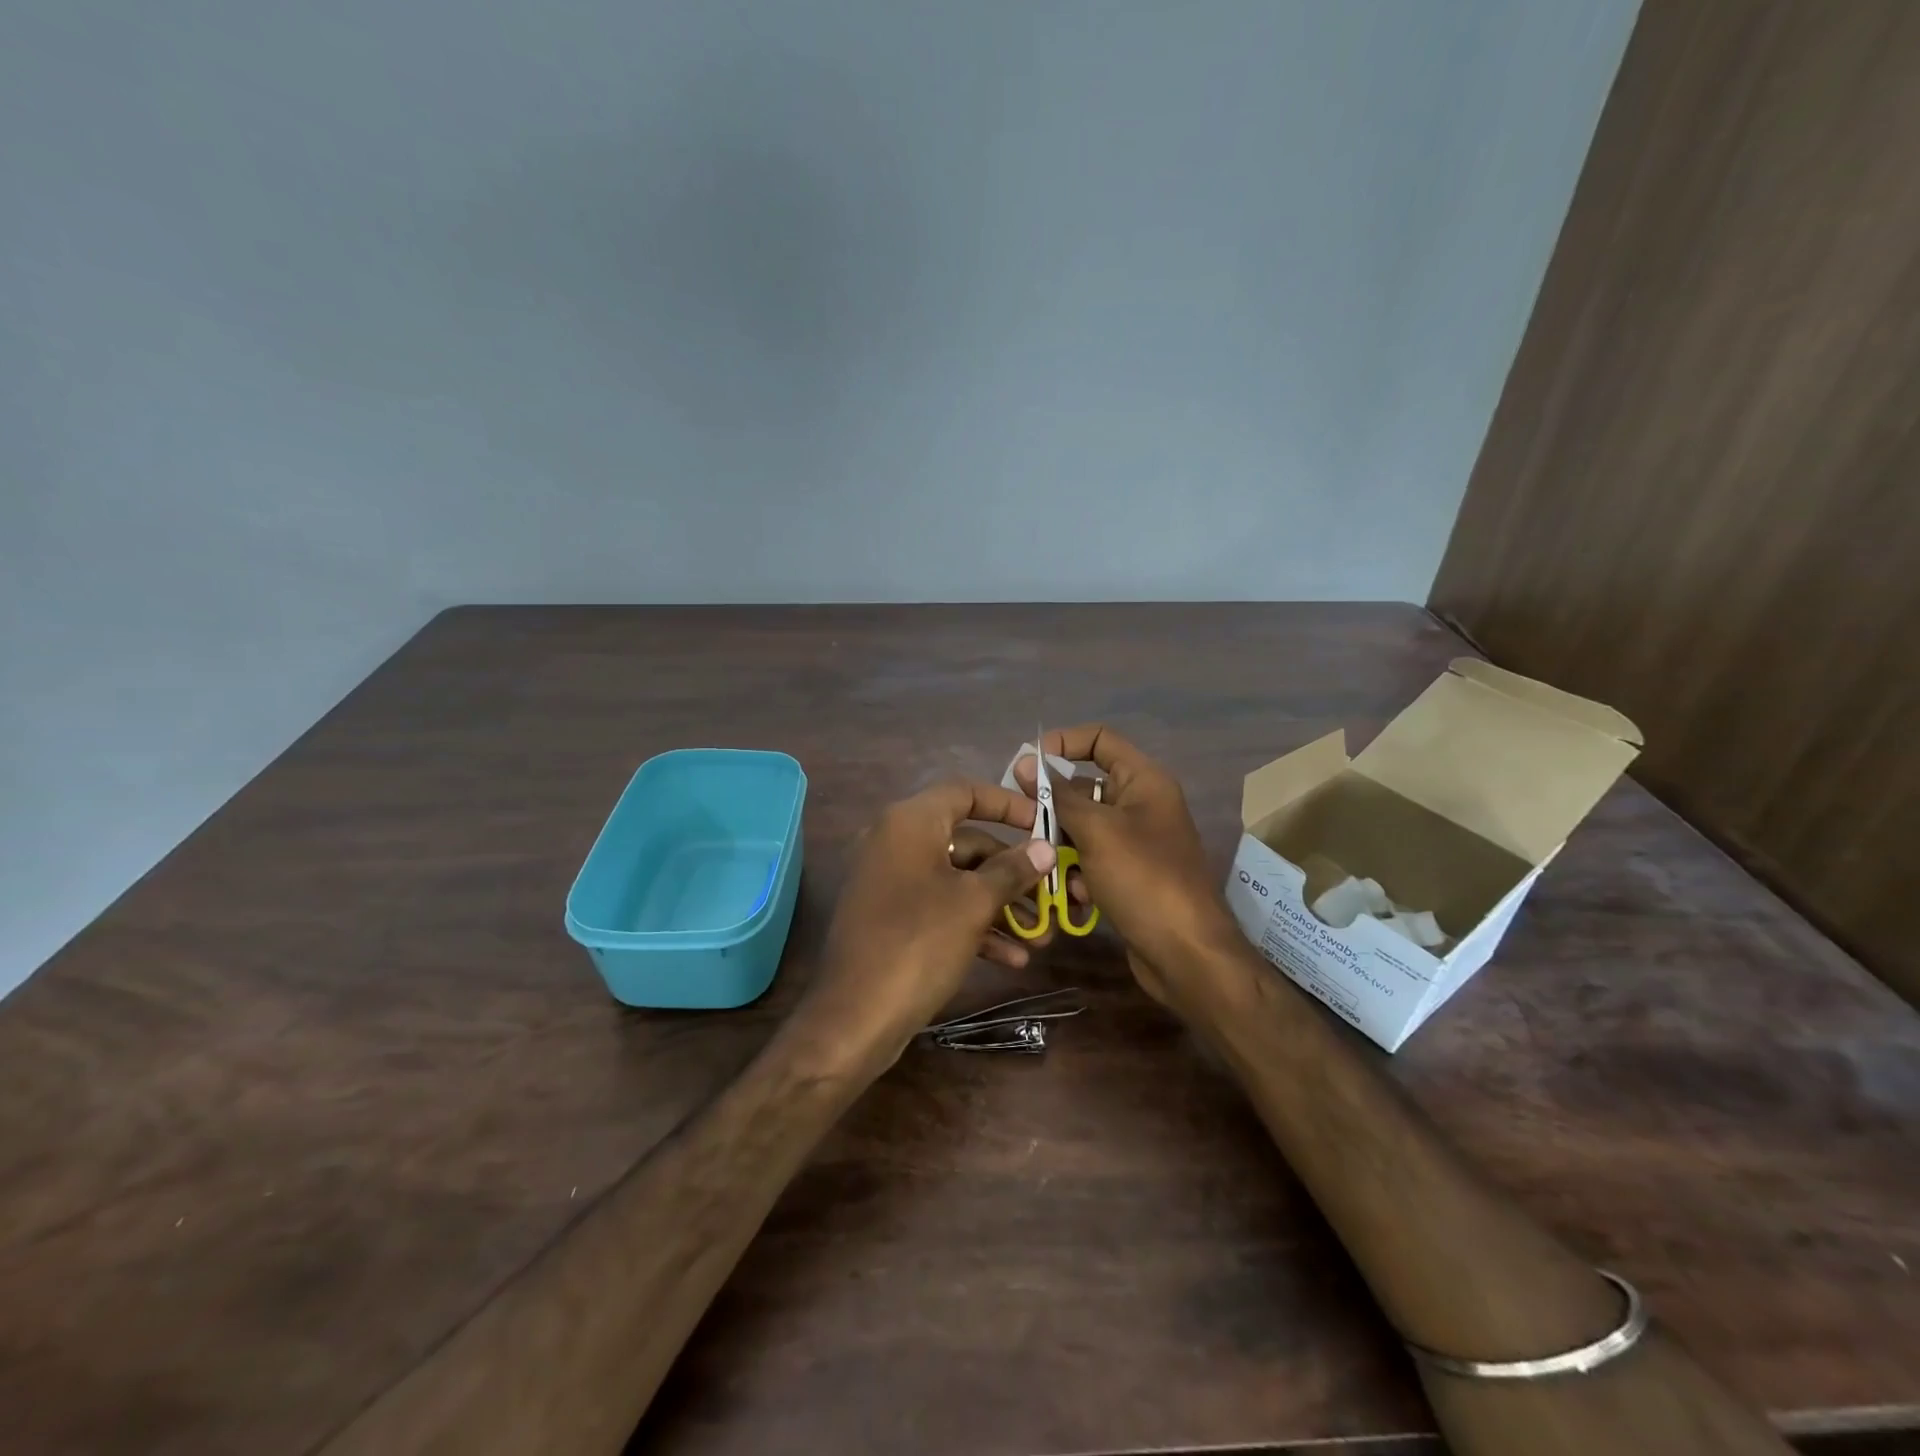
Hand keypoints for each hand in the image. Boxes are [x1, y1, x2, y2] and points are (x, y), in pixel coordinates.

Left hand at [801, 781, 1054, 1071]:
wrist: (854, 1018)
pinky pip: (940, 907)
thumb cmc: (918, 944)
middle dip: (1011, 871)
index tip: (1043, 822)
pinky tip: (1011, 958)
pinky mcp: (892, 917)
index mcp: (910, 823)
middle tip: (1050, 893)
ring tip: (1040, 936)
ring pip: (957, 879)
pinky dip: (973, 925)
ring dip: (999, 905)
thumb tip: (1045, 848)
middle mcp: (895, 842)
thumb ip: (1012, 870)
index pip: (965, 792)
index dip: (1007, 804)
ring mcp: (891, 882)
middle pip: (966, 841)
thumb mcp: (973, 904)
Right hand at [1015, 726, 1238, 1009]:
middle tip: (1027, 827)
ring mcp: (1136, 842)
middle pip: (1085, 788)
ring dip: (1062, 848)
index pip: (1099, 739)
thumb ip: (1059, 795)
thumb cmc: (1143, 879)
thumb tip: (1026, 762)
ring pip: (1083, 829)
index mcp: (1144, 781)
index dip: (1062, 743)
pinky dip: (1079, 875)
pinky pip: (1092, 860)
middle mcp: (1141, 804)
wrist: (1186, 954)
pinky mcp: (1129, 875)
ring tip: (1053, 870)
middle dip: (1054, 808)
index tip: (1027, 766)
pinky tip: (1079, 898)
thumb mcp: (1096, 831)